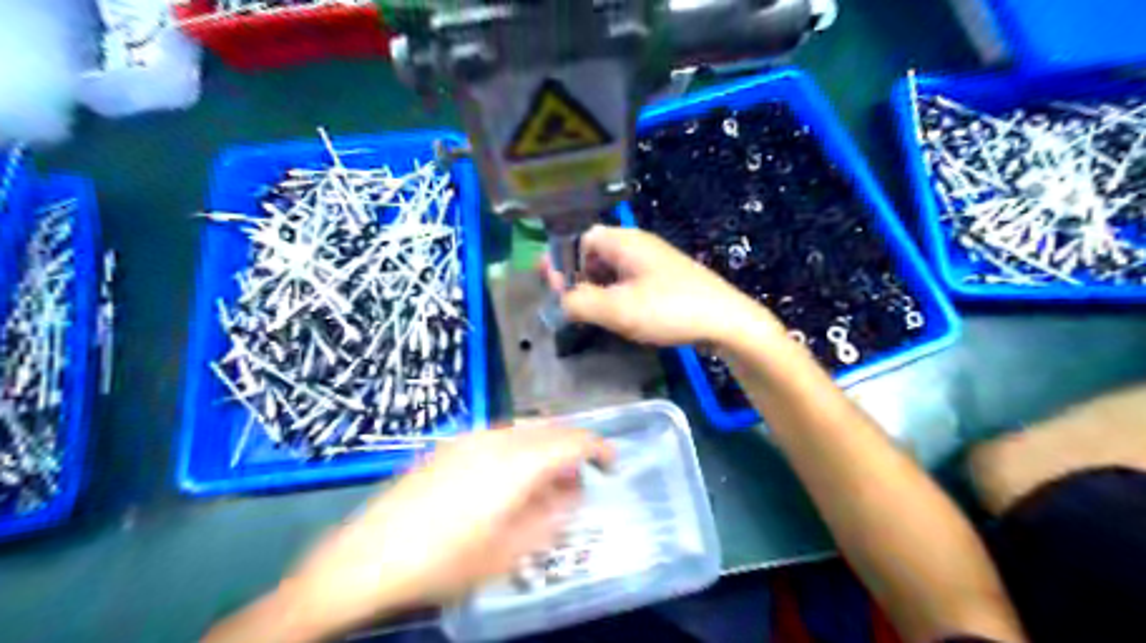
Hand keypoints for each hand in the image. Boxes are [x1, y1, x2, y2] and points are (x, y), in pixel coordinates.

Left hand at [281, 426, 612, 636]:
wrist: (367, 556)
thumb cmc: (446, 560)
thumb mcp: (510, 551)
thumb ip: (552, 516)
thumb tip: (575, 491)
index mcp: (515, 461)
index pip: (571, 439)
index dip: (598, 447)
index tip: (613, 463)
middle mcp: (495, 438)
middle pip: (549, 428)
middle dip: (572, 448)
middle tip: (580, 479)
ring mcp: (469, 437)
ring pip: (523, 430)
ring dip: (545, 449)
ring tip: (546, 483)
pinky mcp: (450, 445)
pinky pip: (499, 436)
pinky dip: (519, 450)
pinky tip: (509, 479)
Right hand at [543, 223, 778, 347]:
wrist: (727, 321)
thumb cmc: (670, 309)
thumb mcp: (617, 309)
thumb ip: (579, 303)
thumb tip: (560, 301)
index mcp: (625, 241)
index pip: (581, 239)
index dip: (563, 261)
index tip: (555, 289)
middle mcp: (639, 245)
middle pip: (596, 253)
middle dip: (579, 278)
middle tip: (571, 305)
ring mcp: (654, 262)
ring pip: (613, 270)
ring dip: (598, 289)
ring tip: (592, 314)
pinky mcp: (666, 279)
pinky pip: (630, 281)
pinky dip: (617, 295)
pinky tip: (619, 316)